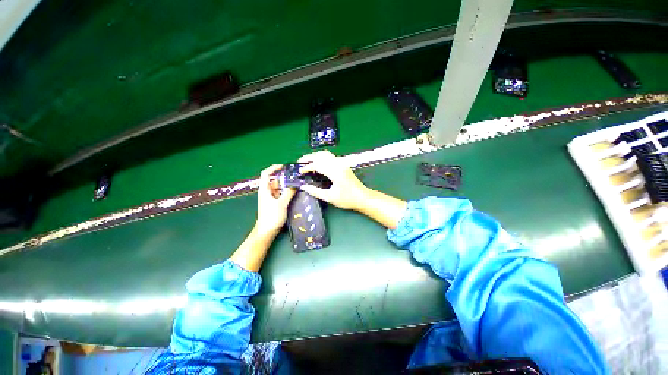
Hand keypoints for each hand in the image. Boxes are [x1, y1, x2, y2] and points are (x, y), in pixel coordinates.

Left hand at [255, 164, 295, 234]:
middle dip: (284, 177)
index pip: (266, 174)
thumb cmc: (271, 217)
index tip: (284, 166)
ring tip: (297, 184)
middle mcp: (267, 192)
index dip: (273, 168)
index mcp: (265, 190)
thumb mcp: (281, 203)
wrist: (266, 231)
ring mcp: (271, 198)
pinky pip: (281, 194)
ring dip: (286, 185)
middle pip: (275, 180)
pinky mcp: (275, 203)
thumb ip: (289, 193)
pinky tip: (295, 192)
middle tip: (295, 176)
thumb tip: (295, 184)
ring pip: (279, 187)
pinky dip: (287, 192)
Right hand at [298, 151, 369, 210]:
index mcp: (334, 171)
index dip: (307, 167)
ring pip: (326, 154)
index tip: (299, 171)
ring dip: (316, 156)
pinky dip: (322, 159)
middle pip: (321, 155)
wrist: (363, 198)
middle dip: (309, 157)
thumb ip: (315, 191)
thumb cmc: (347, 199)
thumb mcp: (330, 197)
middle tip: (300, 162)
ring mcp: (342, 164)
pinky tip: (318, 165)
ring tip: (307, 163)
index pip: (317, 164)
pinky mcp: (343, 165)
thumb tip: (303, 186)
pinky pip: (330, 157)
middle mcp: (338, 164)